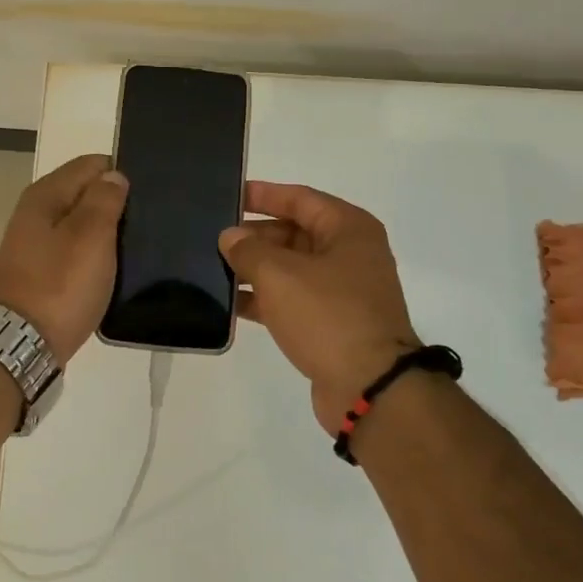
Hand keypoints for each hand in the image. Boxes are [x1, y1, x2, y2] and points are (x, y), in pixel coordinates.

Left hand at [0, 154, 128, 364]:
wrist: (21, 345)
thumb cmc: (60, 286)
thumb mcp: (91, 237)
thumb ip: (104, 200)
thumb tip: (113, 176)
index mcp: (45, 195)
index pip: (91, 164)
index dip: (120, 174)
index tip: (145, 196)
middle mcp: (35, 212)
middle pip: (84, 193)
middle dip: (113, 202)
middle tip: (146, 223)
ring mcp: (34, 244)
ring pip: (80, 223)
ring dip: (104, 231)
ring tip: (135, 246)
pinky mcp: (40, 272)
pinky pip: (74, 250)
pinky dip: (92, 254)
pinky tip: (111, 268)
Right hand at [220, 182, 419, 433]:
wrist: (370, 387)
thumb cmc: (328, 315)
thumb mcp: (280, 275)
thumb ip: (249, 250)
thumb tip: (230, 237)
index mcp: (348, 229)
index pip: (300, 198)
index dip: (263, 195)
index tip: (229, 195)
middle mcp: (350, 254)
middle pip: (295, 233)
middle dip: (254, 236)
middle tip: (213, 238)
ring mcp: (343, 291)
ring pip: (291, 269)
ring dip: (256, 269)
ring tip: (212, 269)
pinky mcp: (333, 323)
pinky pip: (293, 300)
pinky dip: (265, 299)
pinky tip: (230, 304)